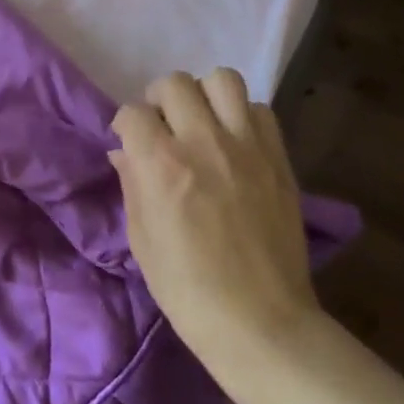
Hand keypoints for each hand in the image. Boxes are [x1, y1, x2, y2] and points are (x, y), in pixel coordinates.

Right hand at [110, 70, 322, 375]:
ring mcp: (246, 146)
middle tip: (164, 128)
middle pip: (174, 83)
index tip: (130, 143)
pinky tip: (236, 143)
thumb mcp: (141, 238)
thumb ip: (131, 184)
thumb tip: (124, 152)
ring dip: (204, 96)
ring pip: (221, 79)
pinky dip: (243, 117)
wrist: (261, 323)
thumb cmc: (187, 289)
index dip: (127, 126)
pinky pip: (260, 110)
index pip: (133, 112)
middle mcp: (202, 142)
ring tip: (202, 123)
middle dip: (160, 100)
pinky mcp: (278, 158)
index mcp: (161, 164)